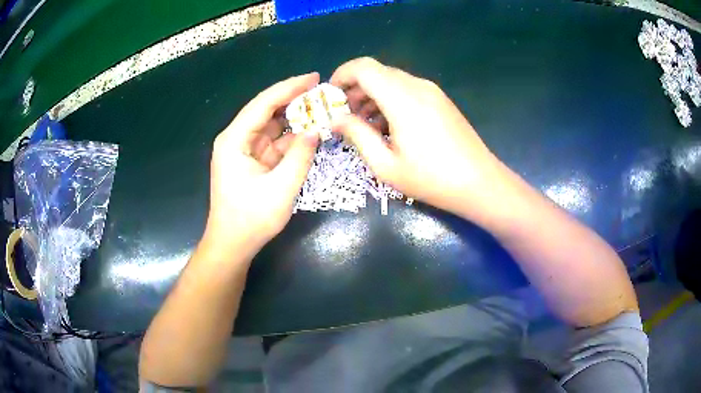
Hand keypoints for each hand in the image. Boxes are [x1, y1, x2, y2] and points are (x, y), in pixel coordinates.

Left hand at [201, 73, 320, 258]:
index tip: (314, 77)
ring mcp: (245, 149)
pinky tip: (310, 131)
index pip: (264, 103)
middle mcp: (237, 139)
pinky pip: (275, 142)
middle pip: (267, 110)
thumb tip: (316, 130)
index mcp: (235, 139)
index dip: (289, 88)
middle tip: (322, 91)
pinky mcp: (253, 161)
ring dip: (295, 117)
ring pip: (272, 125)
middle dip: (294, 99)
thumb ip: (300, 156)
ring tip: (321, 107)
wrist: (233, 244)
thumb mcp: (281, 188)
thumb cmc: (251, 219)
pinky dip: (292, 136)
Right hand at [331, 58, 502, 216]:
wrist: (480, 183)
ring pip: (392, 80)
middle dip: (355, 88)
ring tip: (365, 124)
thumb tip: (337, 119)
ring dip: (373, 95)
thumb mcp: (386, 165)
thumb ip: (357, 136)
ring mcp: (432, 91)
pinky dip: (390, 99)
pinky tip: (389, 125)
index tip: (331, 96)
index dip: (342, 75)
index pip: (364, 67)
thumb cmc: (431, 179)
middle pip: (377, 72)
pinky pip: (408, 89)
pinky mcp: (440, 100)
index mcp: (402, 98)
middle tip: (346, 115)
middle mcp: (417, 86)